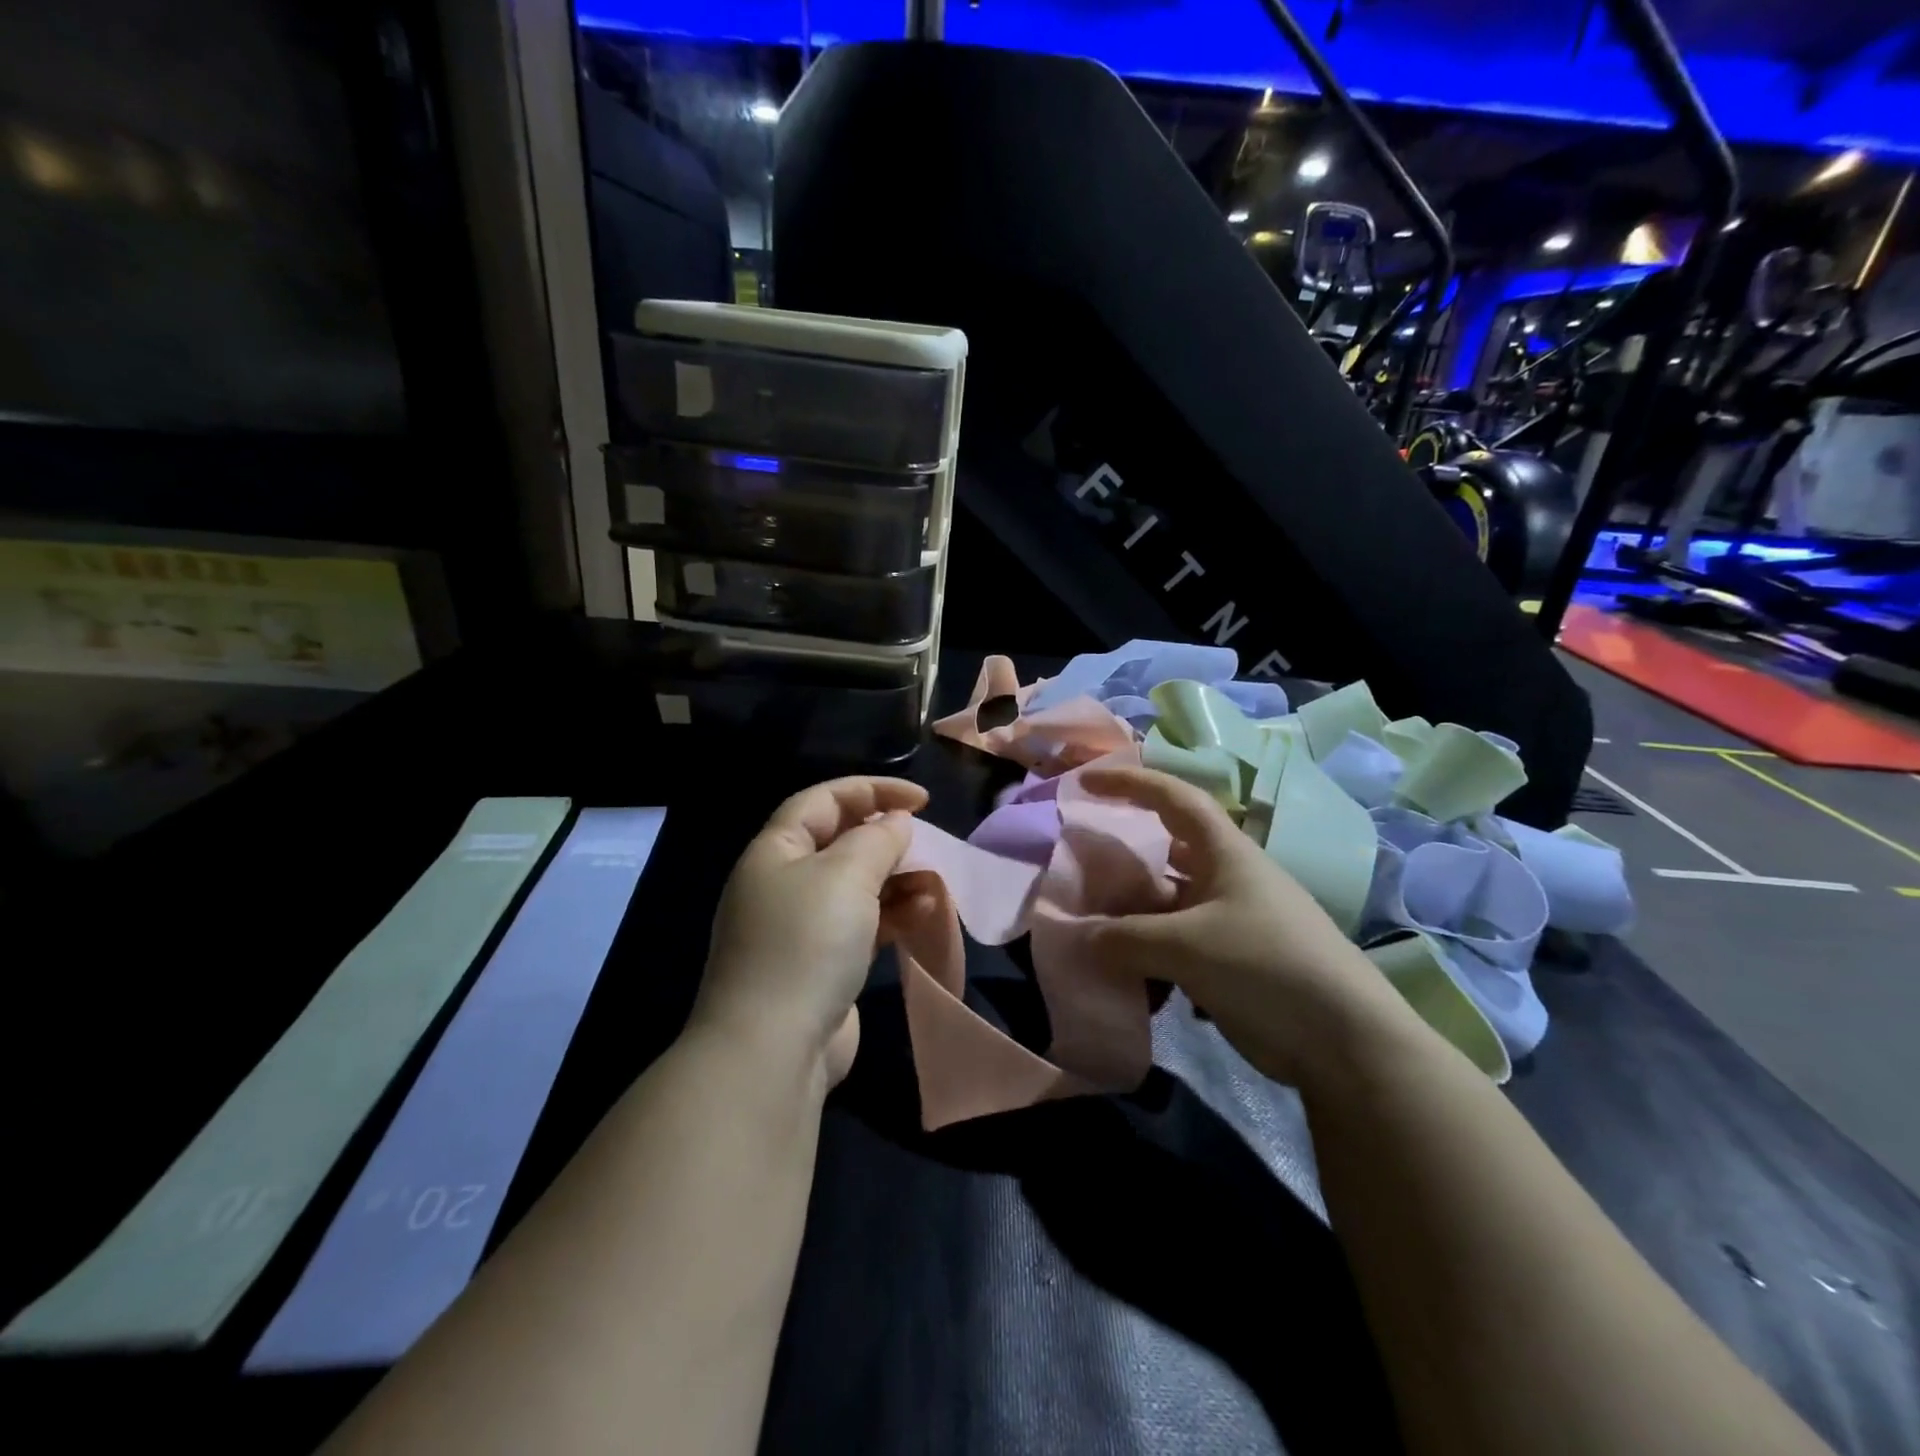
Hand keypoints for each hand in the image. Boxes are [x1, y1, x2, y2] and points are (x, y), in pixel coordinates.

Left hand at [693, 776, 928, 1087]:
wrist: (774, 1049)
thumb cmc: (807, 943)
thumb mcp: (845, 874)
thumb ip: (877, 839)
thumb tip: (896, 822)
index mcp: (775, 851)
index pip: (824, 800)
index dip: (872, 790)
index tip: (921, 799)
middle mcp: (784, 883)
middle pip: (840, 842)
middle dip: (885, 838)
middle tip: (924, 842)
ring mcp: (802, 927)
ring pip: (856, 885)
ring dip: (896, 879)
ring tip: (933, 882)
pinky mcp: (823, 963)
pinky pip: (864, 923)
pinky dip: (894, 914)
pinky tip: (925, 913)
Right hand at [1079, 765, 1416, 1087]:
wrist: (1342, 1041)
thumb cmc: (1264, 965)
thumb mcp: (1186, 945)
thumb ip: (1124, 938)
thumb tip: (1079, 938)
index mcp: (1225, 853)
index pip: (1174, 798)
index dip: (1131, 782)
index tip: (1086, 783)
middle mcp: (1227, 879)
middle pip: (1165, 853)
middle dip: (1124, 857)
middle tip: (1080, 865)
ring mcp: (1230, 921)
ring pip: (1167, 904)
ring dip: (1132, 914)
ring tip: (1090, 926)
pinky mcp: (1231, 962)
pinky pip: (1176, 945)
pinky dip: (1148, 954)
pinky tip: (1125, 975)